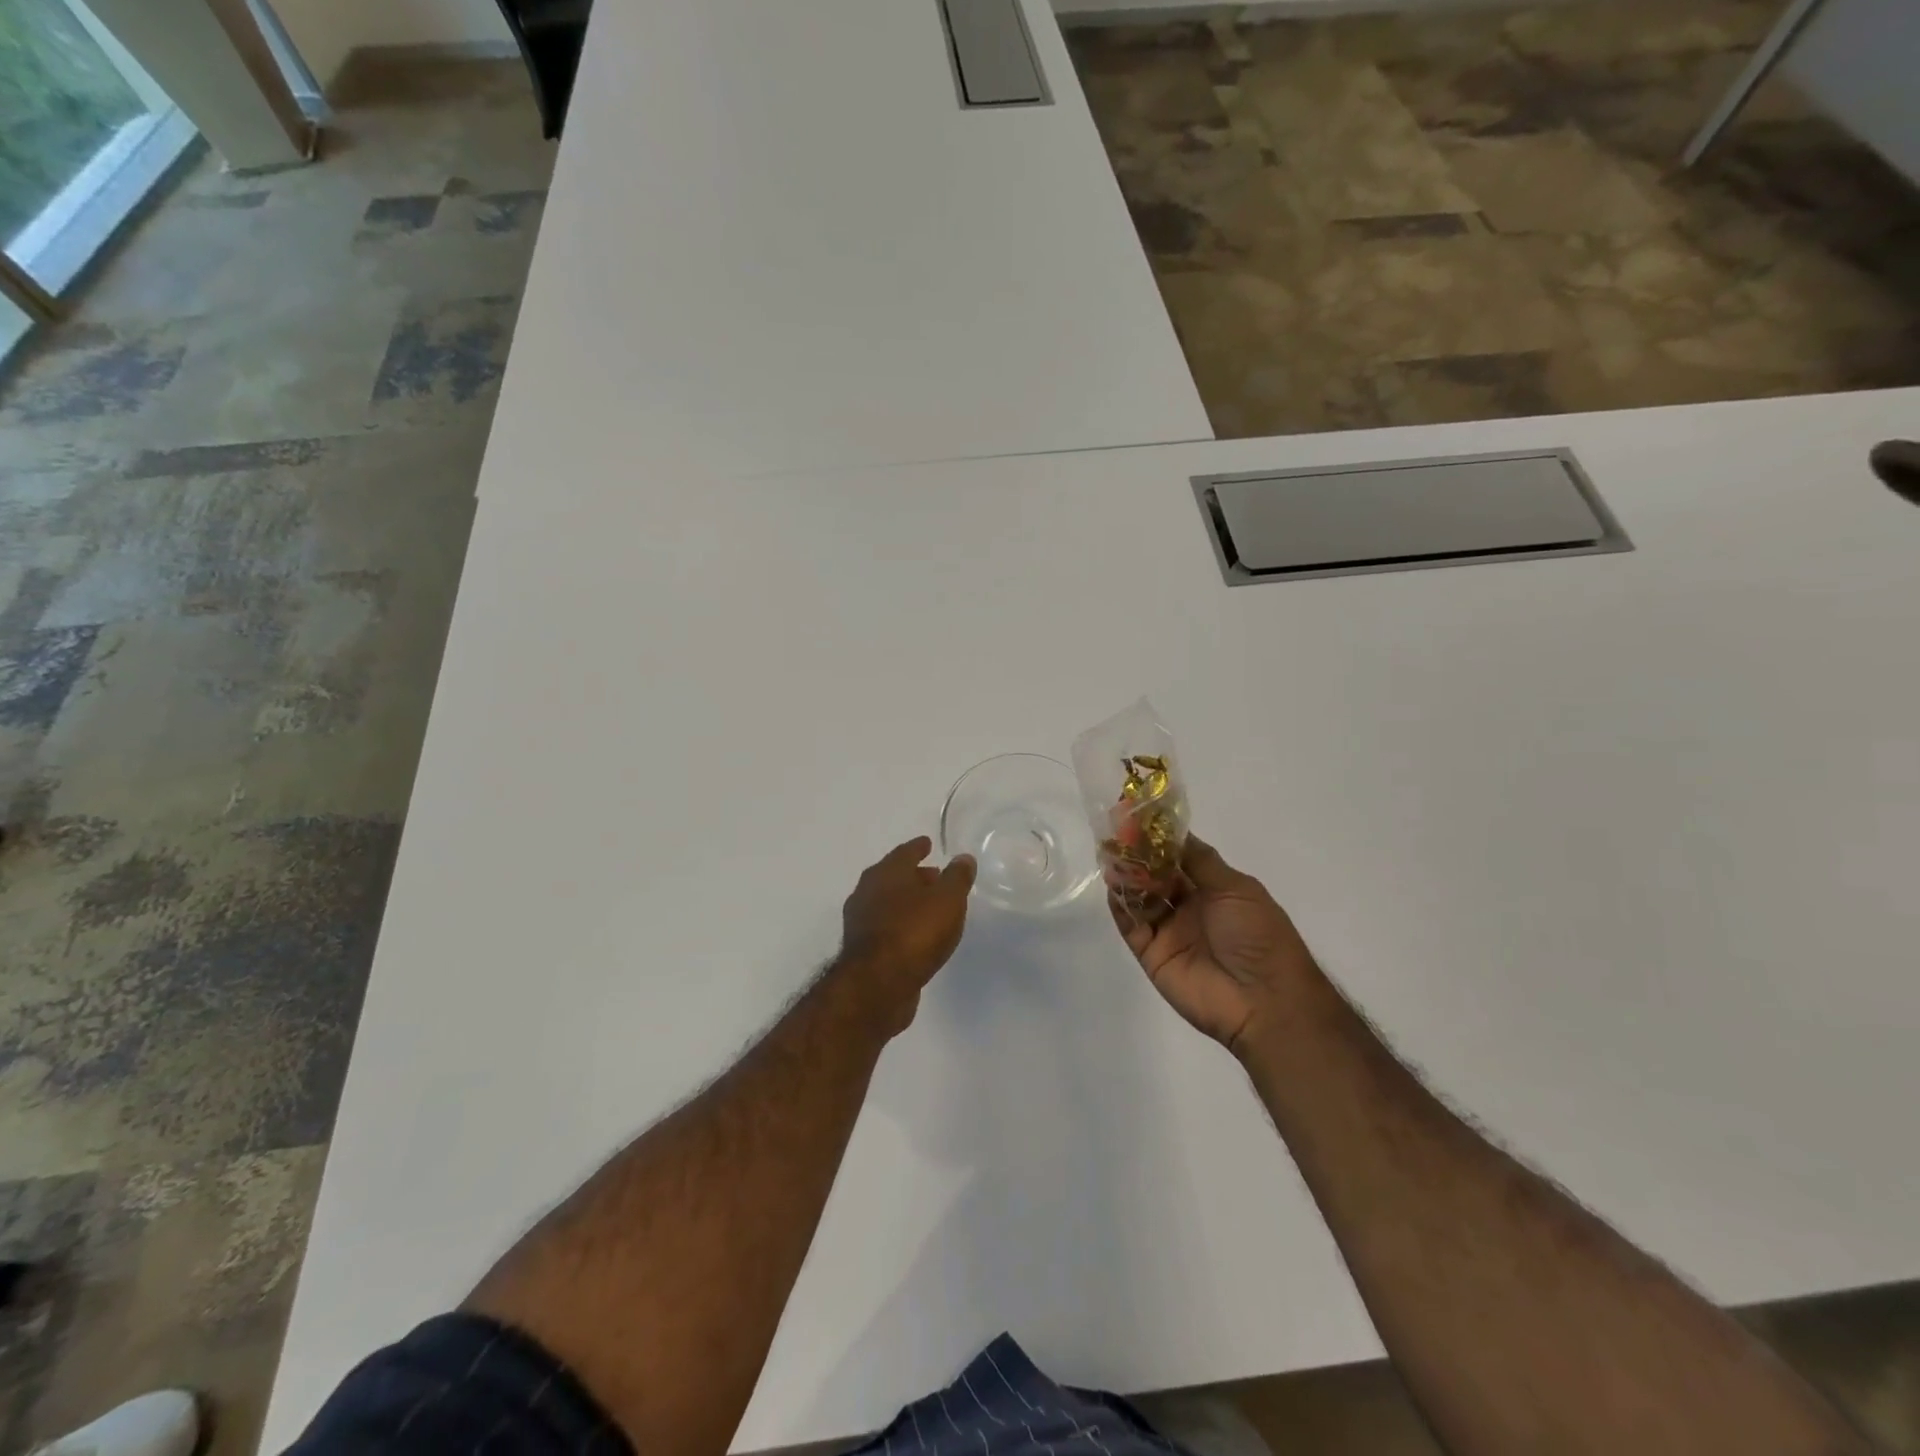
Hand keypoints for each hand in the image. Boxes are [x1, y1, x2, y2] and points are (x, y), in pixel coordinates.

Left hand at [839, 836, 975, 1032]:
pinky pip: (886, 928)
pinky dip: (900, 924)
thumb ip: (957, 877)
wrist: (877, 986)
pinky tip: (916, 936)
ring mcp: (861, 922)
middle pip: (893, 877)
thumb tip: (963, 858)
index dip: (918, 848)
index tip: (928, 843)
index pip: (905, 852)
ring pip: (888, 903)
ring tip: (929, 907)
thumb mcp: (947, 900)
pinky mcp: (862, 951)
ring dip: (907, 901)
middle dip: (914, 875)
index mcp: (886, 873)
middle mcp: (867, 892)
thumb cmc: (914, 932)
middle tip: (934, 875)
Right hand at [1111, 837, 1315, 1053]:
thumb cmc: (1257, 936)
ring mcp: (1168, 931)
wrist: (1263, 1000)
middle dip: (1138, 855)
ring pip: (1140, 897)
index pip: (1179, 857)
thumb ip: (1200, 860)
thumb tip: (1174, 831)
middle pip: (1156, 875)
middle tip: (1117, 834)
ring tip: (1111, 856)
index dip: (1160, 838)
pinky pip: (1130, 925)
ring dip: (1126, 876)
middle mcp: (1188, 907)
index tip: (1139, 817)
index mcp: (1213, 890)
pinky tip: (1114, 886)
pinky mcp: (1151, 954)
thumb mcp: (1236, 889)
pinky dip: (1120, 905)